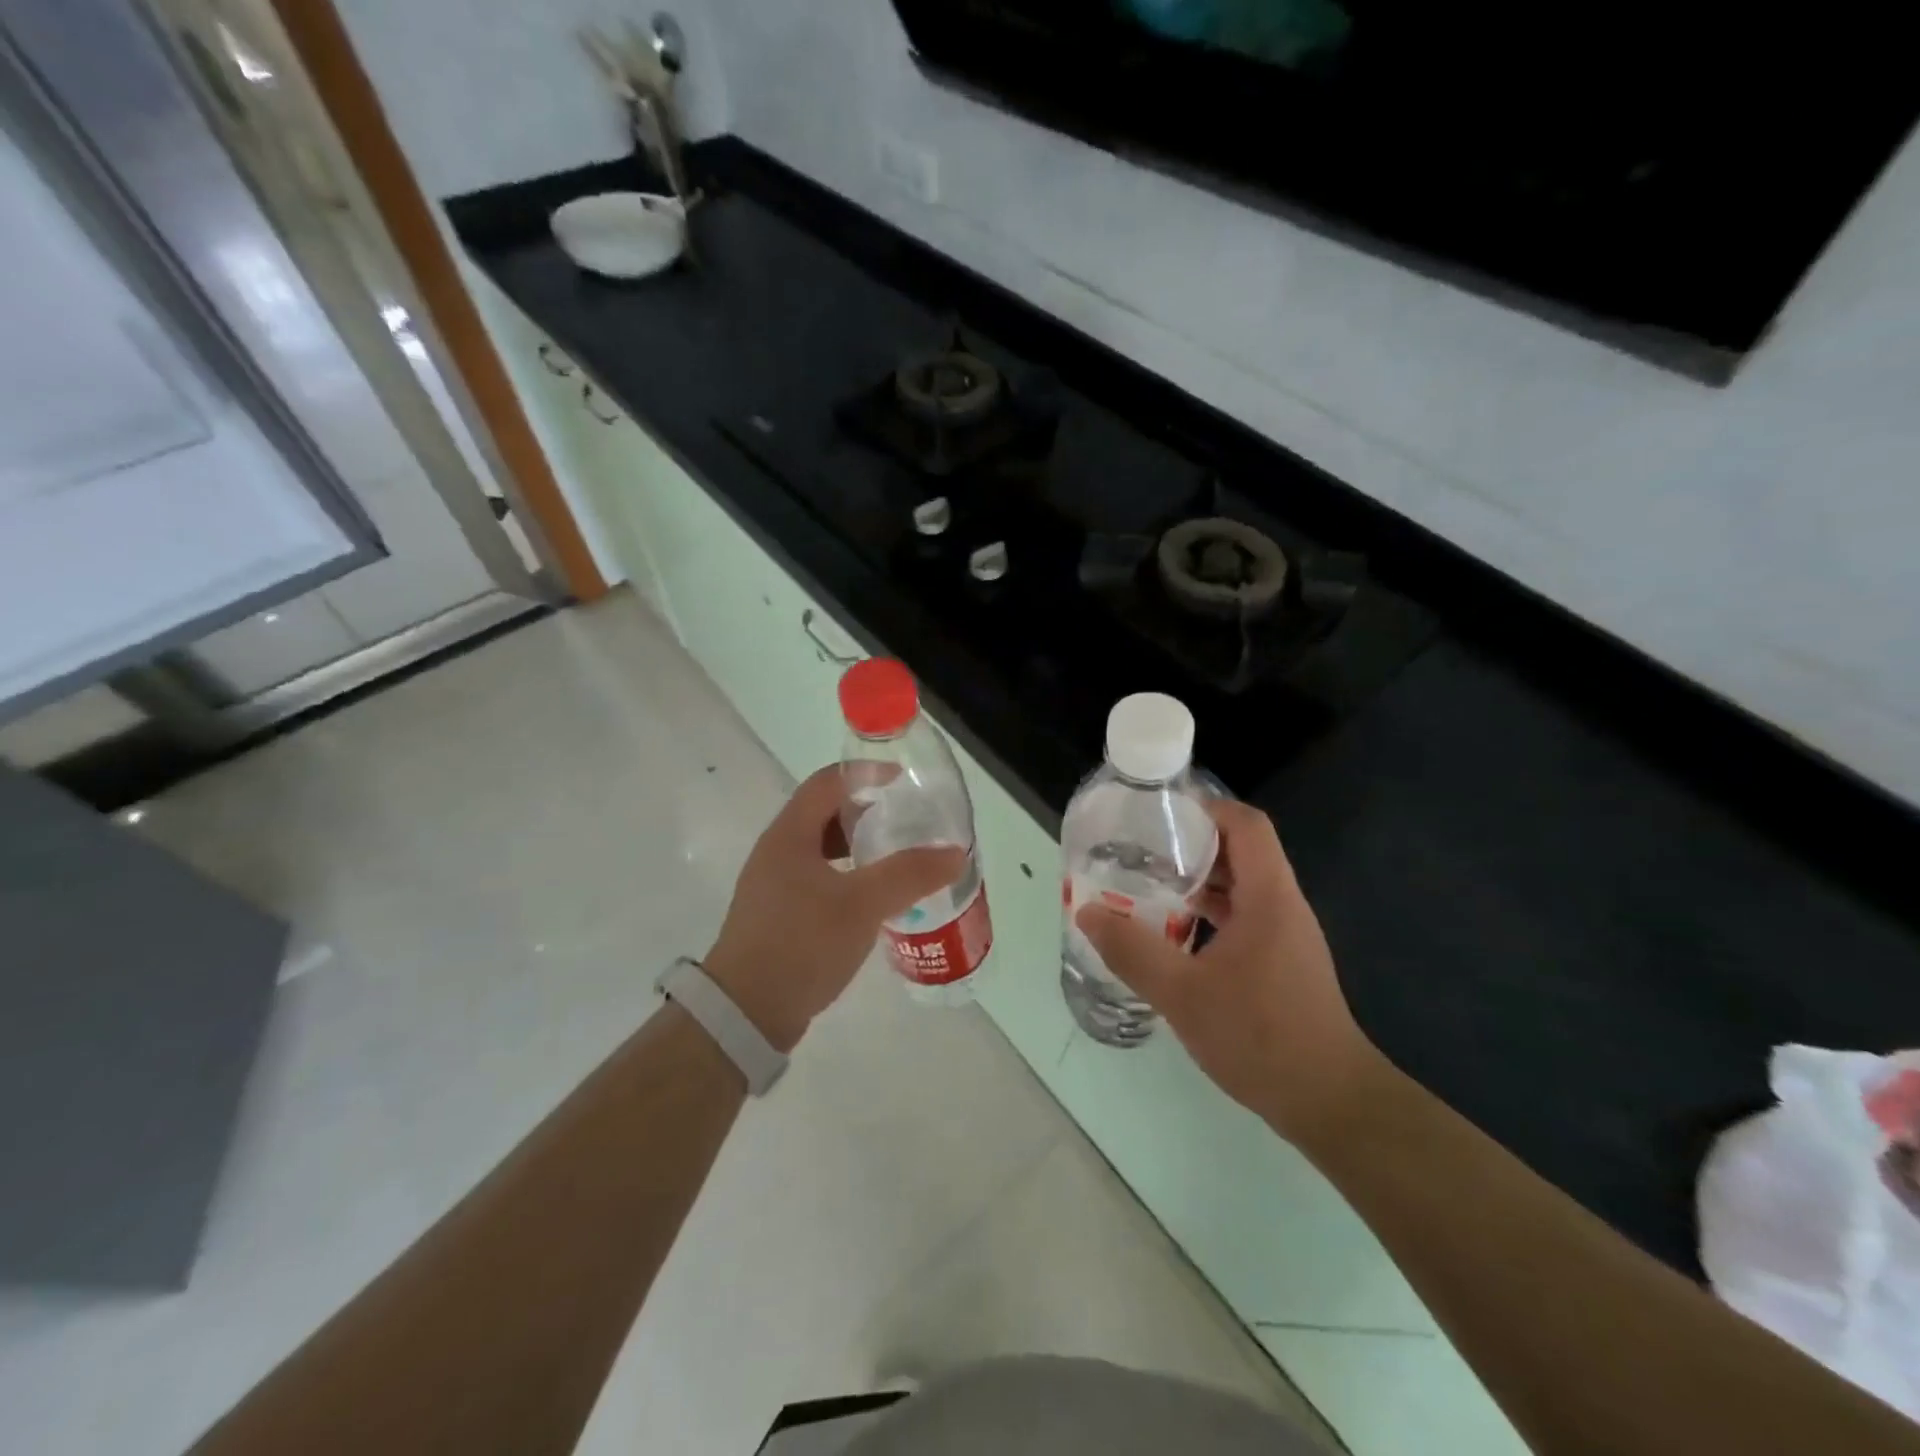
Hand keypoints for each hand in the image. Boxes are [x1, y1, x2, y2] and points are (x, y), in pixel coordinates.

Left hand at [704, 766, 965, 1051]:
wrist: (745, 1014)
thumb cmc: (801, 944)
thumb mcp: (861, 905)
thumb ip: (909, 875)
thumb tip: (955, 853)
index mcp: (789, 835)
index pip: (828, 782)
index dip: (867, 775)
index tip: (905, 783)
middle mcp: (777, 852)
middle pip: (825, 813)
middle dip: (868, 812)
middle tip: (908, 822)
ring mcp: (775, 886)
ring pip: (823, 850)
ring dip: (859, 847)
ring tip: (897, 859)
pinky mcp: (779, 916)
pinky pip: (819, 879)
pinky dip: (849, 877)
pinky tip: (873, 900)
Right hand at [1075, 798, 1383, 1145]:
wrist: (1331, 1103)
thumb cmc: (1260, 1037)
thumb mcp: (1182, 993)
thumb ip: (1131, 951)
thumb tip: (1088, 912)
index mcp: (1268, 897)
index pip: (1246, 824)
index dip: (1205, 809)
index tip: (1159, 816)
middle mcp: (1282, 906)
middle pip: (1240, 851)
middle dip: (1190, 844)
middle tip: (1140, 851)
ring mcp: (1286, 935)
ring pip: (1241, 886)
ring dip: (1198, 881)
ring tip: (1148, 886)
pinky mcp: (1282, 962)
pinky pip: (1243, 917)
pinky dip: (1209, 913)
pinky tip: (1174, 934)